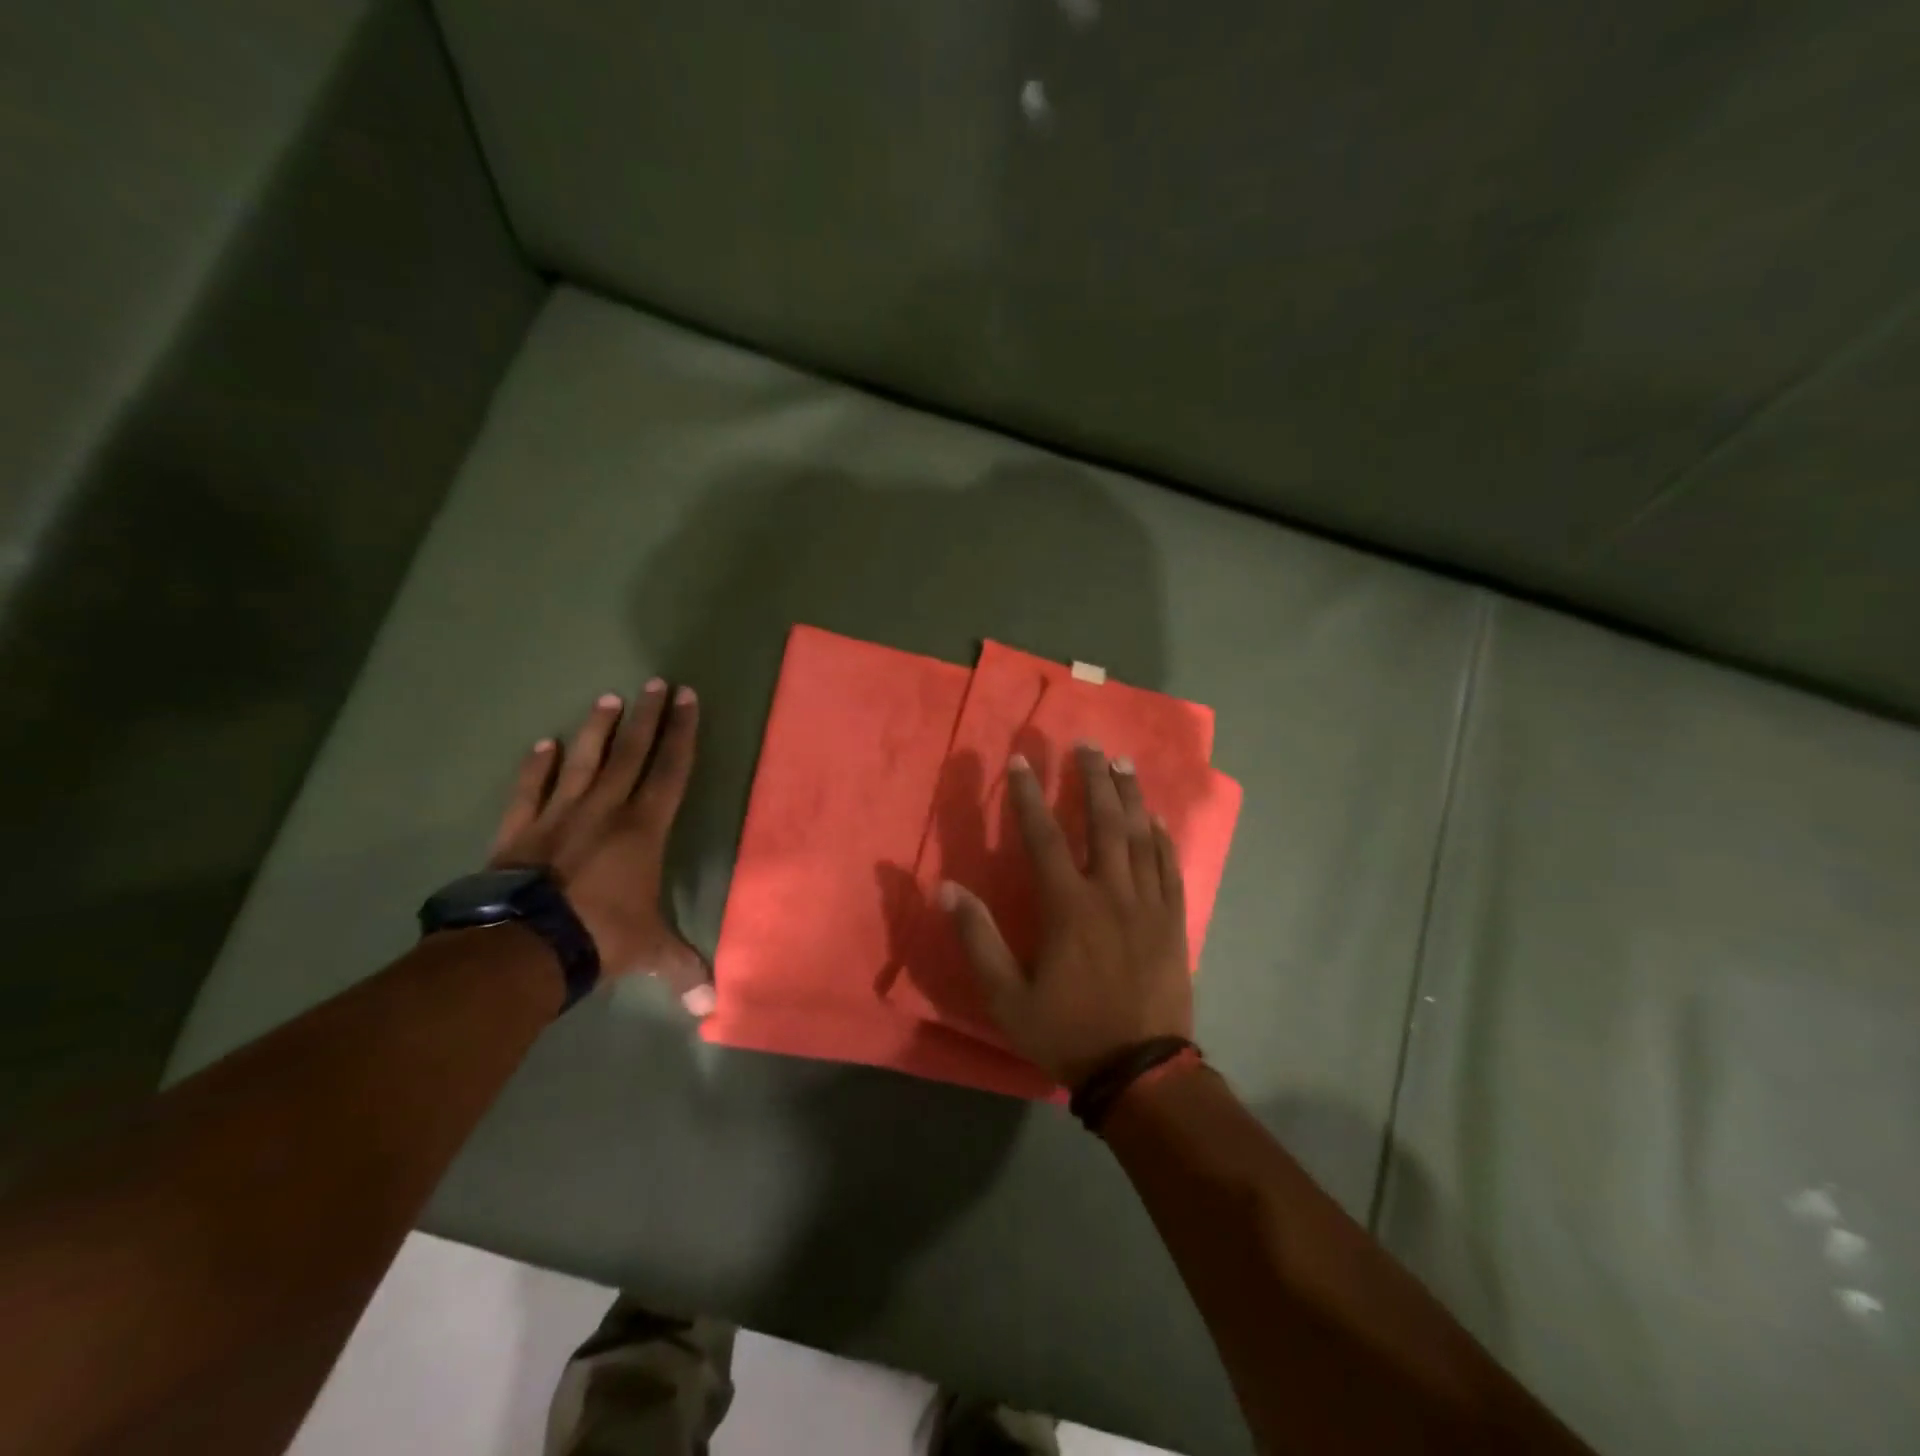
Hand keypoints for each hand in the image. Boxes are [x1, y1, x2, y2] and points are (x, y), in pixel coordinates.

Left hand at [490, 681, 712, 1013]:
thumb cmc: (599, 937)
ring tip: (609, 698)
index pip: (670, 771)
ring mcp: (558, 816)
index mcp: (643, 829)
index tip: (687, 699)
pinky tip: (544, 744)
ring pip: (584, 761)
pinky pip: (530, 789)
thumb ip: (682, 970)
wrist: (522, 946)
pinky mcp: (519, 830)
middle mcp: (605, 810)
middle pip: (631, 753)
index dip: (682, 734)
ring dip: (598, 729)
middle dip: (648, 716)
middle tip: (657, 682)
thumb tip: (712, 1010)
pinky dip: (537, 766)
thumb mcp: (649, 952)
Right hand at [940, 744, 1191, 1086]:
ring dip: (1129, 795)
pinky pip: (1169, 866)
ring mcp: (1148, 904)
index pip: (1043, 836)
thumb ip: (977, 939)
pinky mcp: (1173, 920)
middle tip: (1086, 743)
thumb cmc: (1068, 1031)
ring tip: (1122, 761)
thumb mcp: (1007, 996)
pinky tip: (1155, 818)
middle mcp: (1110, 892)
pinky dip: (1161, 837)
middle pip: (1101, 821)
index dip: (1028, 796)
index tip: (1020, 762)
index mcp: (1068, 906)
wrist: (1142, 1072)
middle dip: (1091, 778)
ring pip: (1139, 836)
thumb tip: (945, 889)